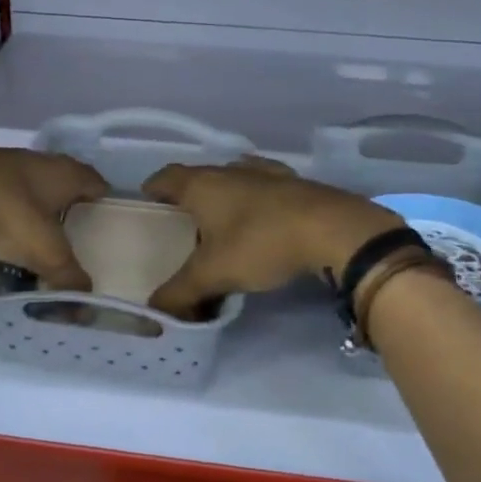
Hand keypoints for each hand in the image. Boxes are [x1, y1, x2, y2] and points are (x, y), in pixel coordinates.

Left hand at [0, 146, 107, 291]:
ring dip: (33, 207)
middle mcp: (37, 160)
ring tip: (33, 238)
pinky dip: (4, 209)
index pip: (95, 182)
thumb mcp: (44, 253)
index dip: (103, 201)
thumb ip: (68, 278)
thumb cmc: (4, 214)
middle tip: (70, 236)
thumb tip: (85, 304)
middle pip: (62, 182)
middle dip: (67, 207)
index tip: (105, 223)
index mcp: (63, 173)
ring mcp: (1, 162)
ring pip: (28, 186)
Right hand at [140, 157, 403, 316]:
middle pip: (199, 177)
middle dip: (188, 197)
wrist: (333, 230)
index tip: (147, 202)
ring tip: (221, 223)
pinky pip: (264, 187)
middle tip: (183, 224)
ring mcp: (266, 173)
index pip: (166, 177)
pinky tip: (262, 217)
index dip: (153, 188)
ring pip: (233, 179)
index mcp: (203, 185)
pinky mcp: (295, 183)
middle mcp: (231, 170)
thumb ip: (180, 292)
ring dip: (224, 196)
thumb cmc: (261, 243)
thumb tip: (156, 311)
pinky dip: (255, 199)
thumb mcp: (213, 274)